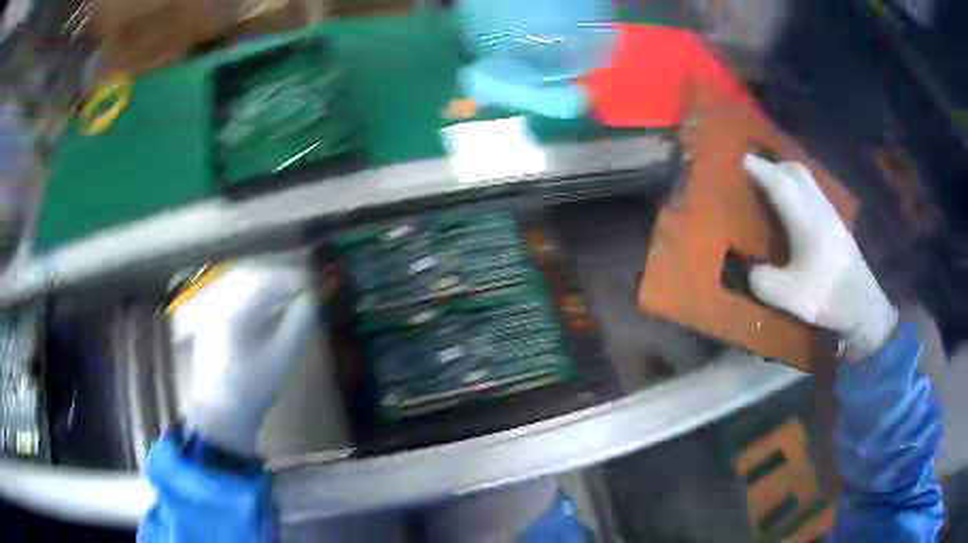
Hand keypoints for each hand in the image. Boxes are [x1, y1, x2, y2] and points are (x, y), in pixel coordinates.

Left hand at [171, 261, 317, 454]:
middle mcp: (220, 305)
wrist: (221, 416)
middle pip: (250, 277)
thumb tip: (310, 300)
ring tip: (282, 300)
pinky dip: (248, 297)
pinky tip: (260, 313)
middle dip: (276, 279)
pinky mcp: (209, 324)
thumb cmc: (253, 390)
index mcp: (237, 312)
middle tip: (298, 290)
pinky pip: (230, 298)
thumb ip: (298, 324)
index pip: (267, 281)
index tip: (311, 287)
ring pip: (238, 286)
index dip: (292, 280)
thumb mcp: (282, 359)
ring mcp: (211, 314)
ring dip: (262, 287)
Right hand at [743, 154, 897, 360]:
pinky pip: (814, 193)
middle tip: (756, 173)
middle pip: (795, 171)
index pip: (779, 182)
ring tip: (773, 187)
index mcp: (805, 218)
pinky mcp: (837, 226)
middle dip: (774, 165)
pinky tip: (796, 209)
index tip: (740, 159)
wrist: (864, 306)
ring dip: (788, 176)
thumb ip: (763, 281)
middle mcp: (818, 208)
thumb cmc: (828, 296)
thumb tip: (748, 269)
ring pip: (807, 181)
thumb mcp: (789, 296)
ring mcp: (831, 215)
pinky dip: (800, 189)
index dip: (759, 168)